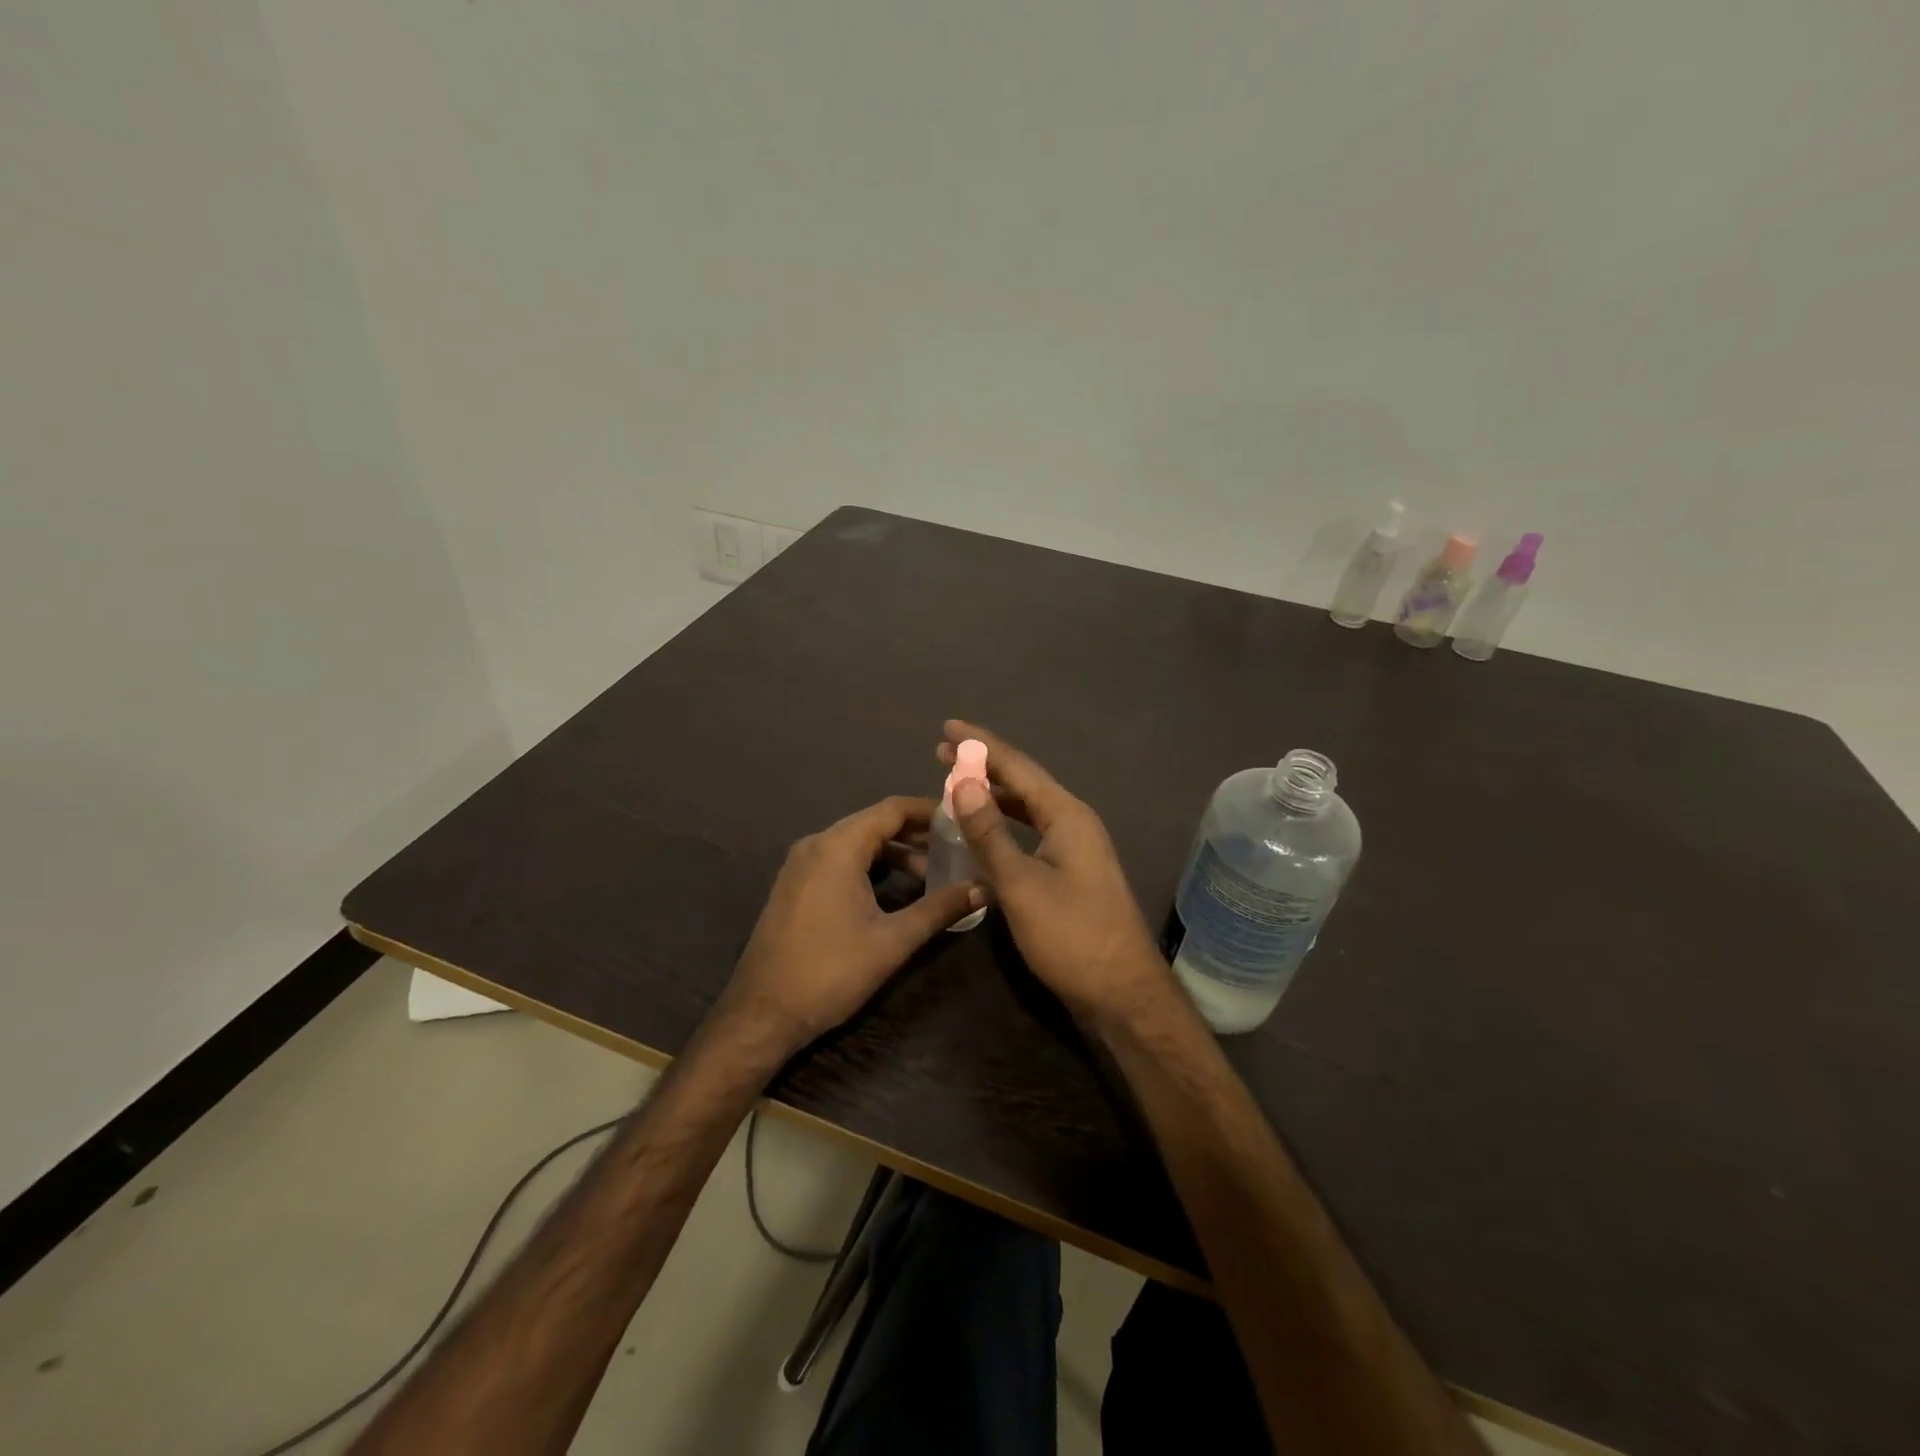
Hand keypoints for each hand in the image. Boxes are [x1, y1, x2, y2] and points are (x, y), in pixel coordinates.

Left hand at [721, 795, 983, 1049]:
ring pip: (856, 843)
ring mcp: (801, 865)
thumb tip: (983, 888)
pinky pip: (839, 860)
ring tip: (931, 874)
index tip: (963, 818)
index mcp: (838, 847)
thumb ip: (939, 909)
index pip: (892, 809)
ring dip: (894, 853)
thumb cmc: (831, 971)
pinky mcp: (795, 885)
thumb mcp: (893, 941)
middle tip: (955, 847)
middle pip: (874, 823)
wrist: (762, 1013)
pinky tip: (895, 890)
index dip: (929, 810)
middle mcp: (816, 844)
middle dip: (916, 833)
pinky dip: (870, 866)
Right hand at [936, 720, 1170, 1025]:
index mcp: (1066, 815)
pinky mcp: (1070, 873)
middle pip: (1023, 783)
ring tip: (957, 785)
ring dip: (992, 796)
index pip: (1017, 766)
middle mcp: (1074, 823)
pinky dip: (1003, 826)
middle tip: (942, 753)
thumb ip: (990, 832)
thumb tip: (962, 781)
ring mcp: (1075, 849)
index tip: (947, 727)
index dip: (981, 745)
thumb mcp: (1021, 884)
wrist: (1120, 992)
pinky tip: (984, 833)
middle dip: (984, 766)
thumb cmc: (1071, 936)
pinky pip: (1031, 834)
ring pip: (1027, 810)